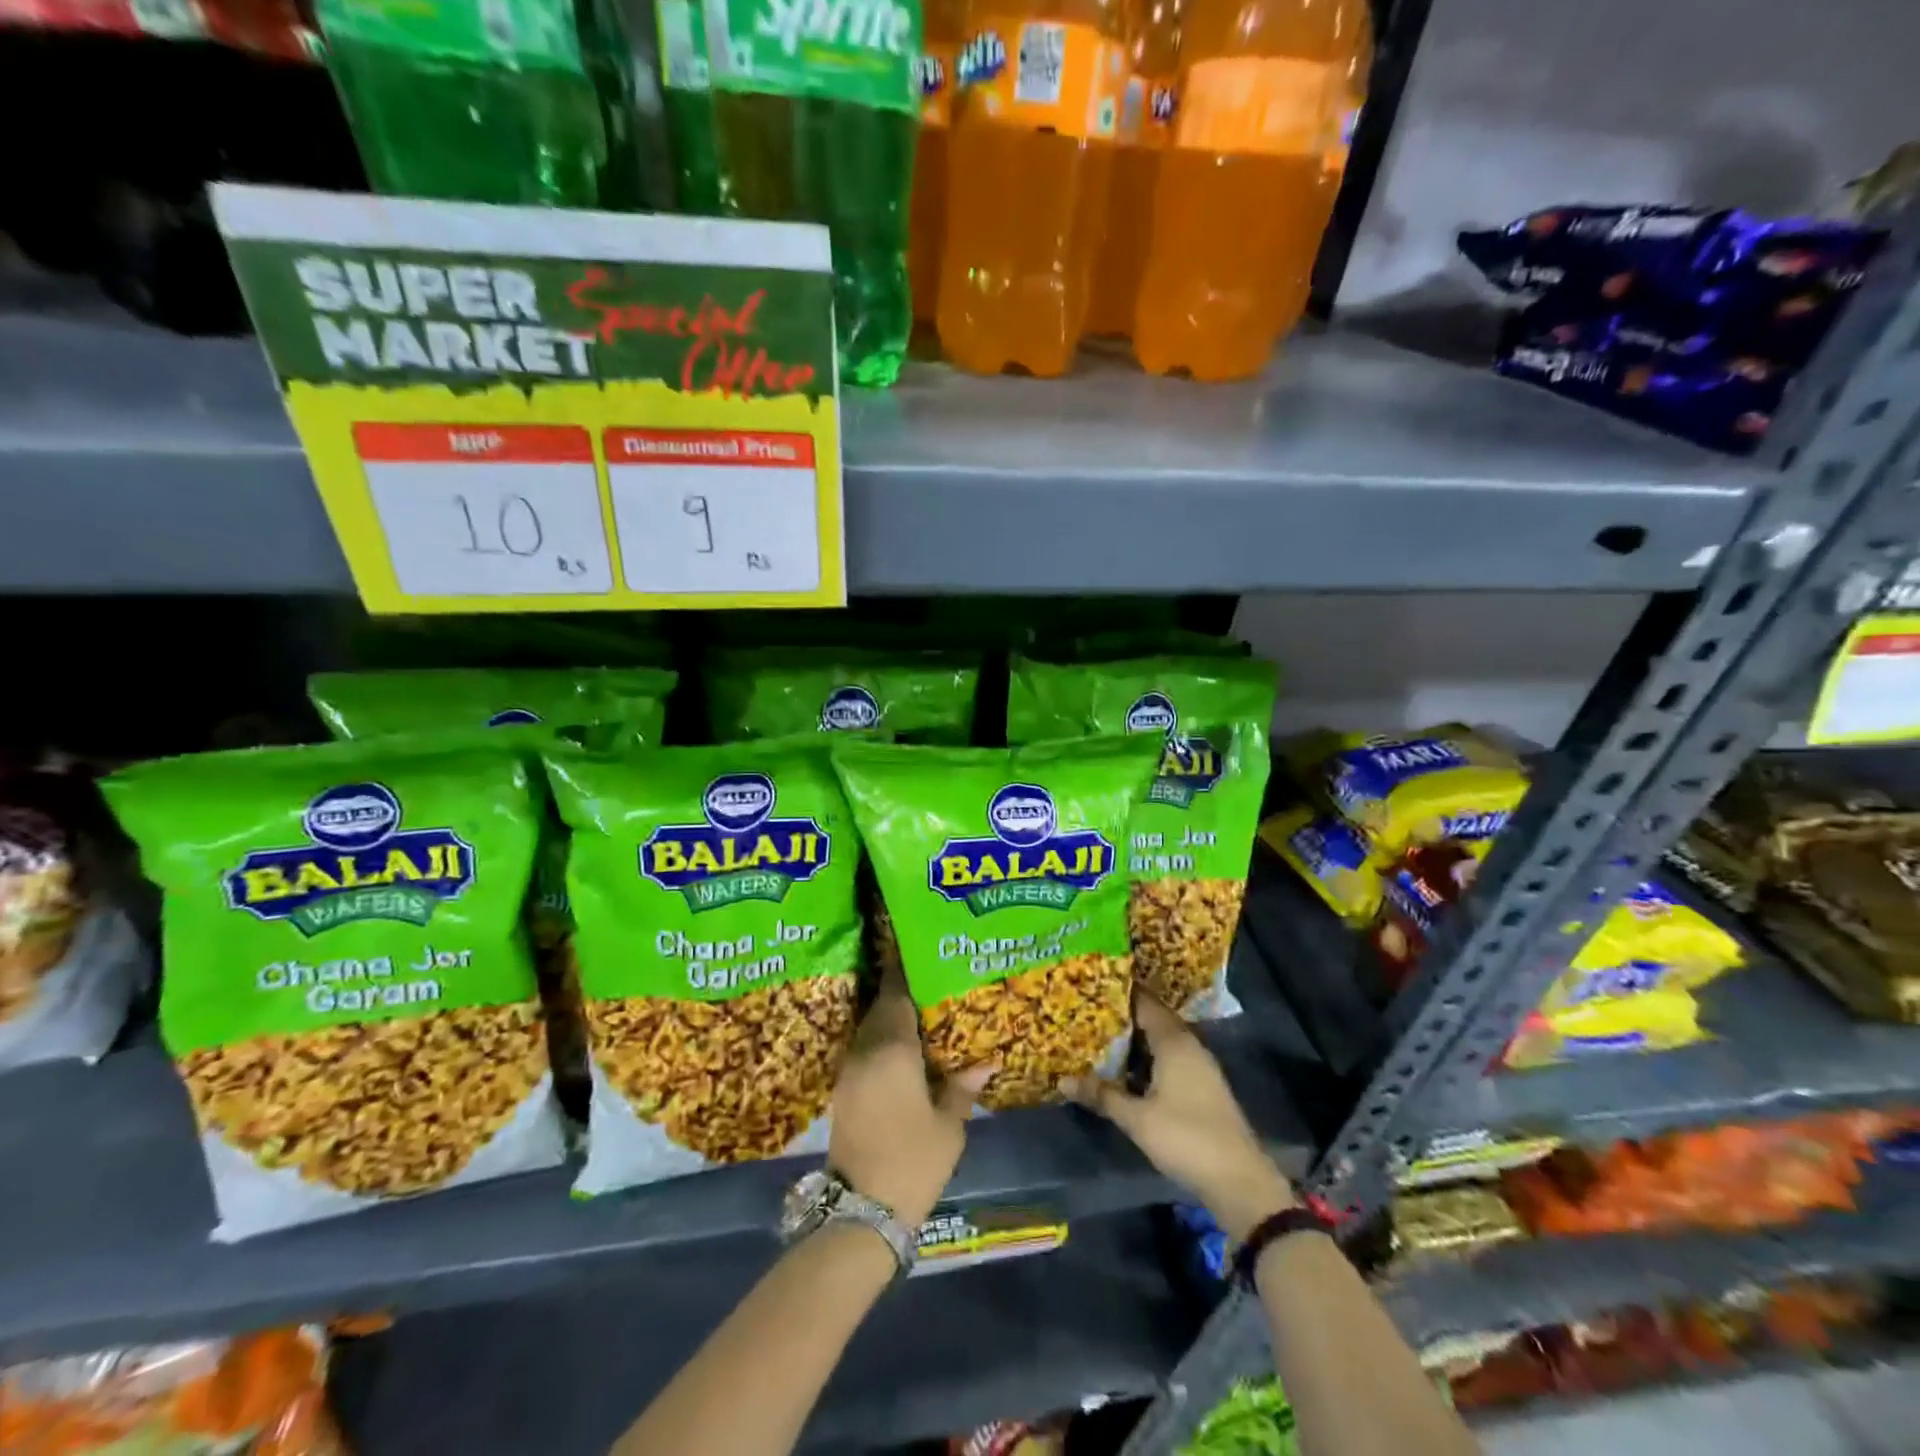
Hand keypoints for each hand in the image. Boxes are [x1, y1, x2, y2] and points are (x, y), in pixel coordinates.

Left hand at [828, 965, 991, 1226]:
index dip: (906, 971)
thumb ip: (963, 1086)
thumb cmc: (913, 1162)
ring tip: (920, 1009)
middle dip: (900, 991)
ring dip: (889, 1015)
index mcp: (892, 1050)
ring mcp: (849, 1070)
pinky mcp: (843, 1089)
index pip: (896, 995)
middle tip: (928, 979)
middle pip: (880, 1007)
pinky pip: (864, 1048)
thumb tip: (987, 1059)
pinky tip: (903, 1047)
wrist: (861, 1212)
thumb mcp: (948, 1126)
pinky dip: (880, 1039)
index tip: (919, 951)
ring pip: (869, 1027)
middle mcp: (865, 1051)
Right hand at [1066, 990, 1295, 1239]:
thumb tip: (1062, 1080)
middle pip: (1152, 1020)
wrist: (1238, 1180)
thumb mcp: (1136, 1118)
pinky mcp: (1202, 1087)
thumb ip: (1101, 1095)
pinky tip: (1125, 1070)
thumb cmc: (1185, 1138)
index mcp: (1174, 1041)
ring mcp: (1199, 1067)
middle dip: (1122, 1017)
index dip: (1119, 993)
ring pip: (1161, 1041)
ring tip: (1099, 1037)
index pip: (1144, 1003)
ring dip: (1134, 1040)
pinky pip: (1169, 1059)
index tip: (1091, 986)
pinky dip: (1147, 1059)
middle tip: (1088, 1011)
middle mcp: (1189, 1045)